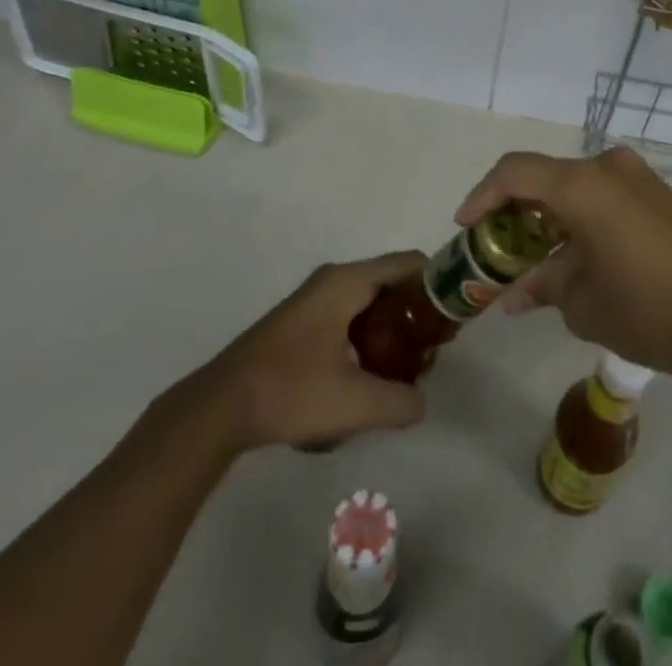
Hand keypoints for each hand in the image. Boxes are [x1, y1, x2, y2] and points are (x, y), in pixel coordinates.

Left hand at [183, 252, 428, 451]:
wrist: (220, 407)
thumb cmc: (290, 391)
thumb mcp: (354, 403)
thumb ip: (401, 402)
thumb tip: (421, 402)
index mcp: (348, 281)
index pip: (409, 263)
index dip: (437, 285)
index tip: (452, 320)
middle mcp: (333, 279)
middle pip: (391, 282)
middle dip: (415, 315)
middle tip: (431, 353)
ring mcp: (314, 299)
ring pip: (369, 302)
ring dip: (391, 330)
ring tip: (403, 371)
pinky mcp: (302, 321)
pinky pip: (349, 315)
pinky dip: (367, 337)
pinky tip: (366, 377)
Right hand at [455, 148, 671, 383]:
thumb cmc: (653, 309)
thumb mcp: (585, 305)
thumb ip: (543, 287)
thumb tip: (515, 293)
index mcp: (584, 185)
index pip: (515, 172)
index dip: (482, 196)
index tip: (465, 228)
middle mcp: (608, 168)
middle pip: (545, 178)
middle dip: (515, 212)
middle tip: (497, 251)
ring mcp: (638, 179)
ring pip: (575, 188)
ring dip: (549, 219)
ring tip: (534, 262)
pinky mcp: (659, 196)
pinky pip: (604, 197)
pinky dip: (579, 220)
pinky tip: (575, 259)